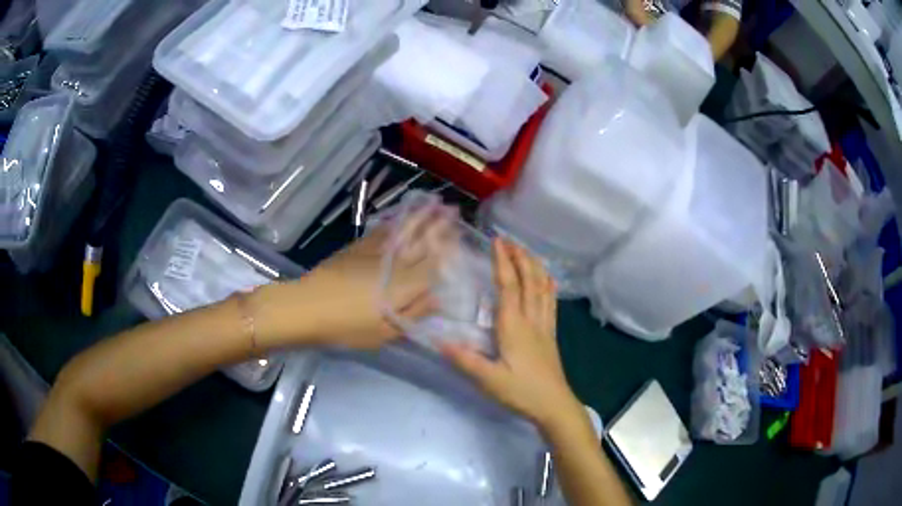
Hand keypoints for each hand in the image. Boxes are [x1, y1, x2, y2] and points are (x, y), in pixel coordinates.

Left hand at [266, 208, 448, 349]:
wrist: (308, 307)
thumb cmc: (348, 327)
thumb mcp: (385, 332)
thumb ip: (415, 313)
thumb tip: (439, 297)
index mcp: (405, 285)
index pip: (434, 263)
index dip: (448, 249)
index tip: (461, 235)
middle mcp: (394, 263)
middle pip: (421, 242)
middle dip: (439, 226)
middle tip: (453, 211)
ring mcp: (374, 252)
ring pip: (403, 231)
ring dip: (420, 217)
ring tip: (434, 204)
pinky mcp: (357, 248)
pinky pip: (381, 231)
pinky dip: (394, 222)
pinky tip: (401, 215)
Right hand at [441, 240, 581, 429]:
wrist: (554, 405)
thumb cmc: (521, 392)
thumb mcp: (489, 380)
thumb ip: (465, 360)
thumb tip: (439, 341)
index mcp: (514, 326)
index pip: (508, 287)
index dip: (503, 262)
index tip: (497, 241)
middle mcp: (532, 320)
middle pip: (529, 281)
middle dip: (520, 257)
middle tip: (510, 240)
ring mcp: (544, 326)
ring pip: (543, 288)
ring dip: (535, 266)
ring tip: (526, 251)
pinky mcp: (551, 335)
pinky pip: (551, 303)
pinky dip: (548, 285)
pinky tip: (548, 279)